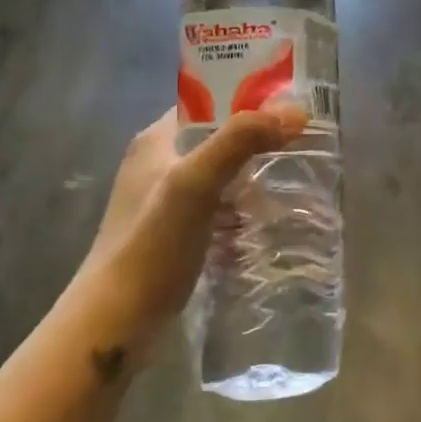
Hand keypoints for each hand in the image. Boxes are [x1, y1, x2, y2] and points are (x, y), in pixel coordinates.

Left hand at [82, 105, 307, 341]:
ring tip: (297, 184)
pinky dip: (243, 212)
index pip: (208, 103)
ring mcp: (166, 203)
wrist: (116, 321)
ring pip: (222, 177)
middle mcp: (158, 165)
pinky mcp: (176, 236)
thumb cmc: (152, 244)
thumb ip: (240, 141)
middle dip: (258, 144)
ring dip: (254, 181)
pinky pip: (219, 211)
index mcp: (156, 141)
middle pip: (219, 141)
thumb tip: (294, 111)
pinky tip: (269, 223)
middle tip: (304, 148)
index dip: (248, 100)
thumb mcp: (195, 183)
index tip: (292, 108)